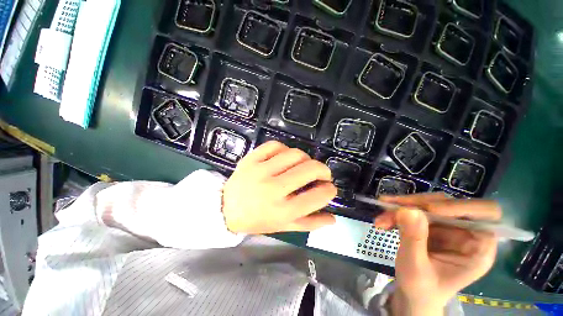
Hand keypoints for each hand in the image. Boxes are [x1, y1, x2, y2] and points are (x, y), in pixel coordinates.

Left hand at [222, 141, 336, 233]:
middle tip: (322, 174)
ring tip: (303, 165)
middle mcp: (274, 189)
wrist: (226, 208)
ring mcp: (261, 171)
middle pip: (310, 168)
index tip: (329, 187)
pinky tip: (284, 157)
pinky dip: (285, 149)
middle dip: (323, 170)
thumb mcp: (284, 226)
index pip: (318, 195)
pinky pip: (275, 145)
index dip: (330, 190)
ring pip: (295, 154)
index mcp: (283, 210)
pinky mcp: (251, 159)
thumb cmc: (257, 220)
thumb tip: (333, 218)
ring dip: (306, 158)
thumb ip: (310, 223)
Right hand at [374, 193, 500, 315]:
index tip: (430, 210)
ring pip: (426, 204)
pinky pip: (413, 210)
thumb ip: (414, 239)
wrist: (411, 294)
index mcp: (478, 248)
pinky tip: (383, 220)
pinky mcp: (430, 225)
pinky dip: (396, 212)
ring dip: (401, 208)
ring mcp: (447, 227)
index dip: (460, 207)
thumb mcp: (416, 268)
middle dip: (417, 205)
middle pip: (447, 204)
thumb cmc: (420, 289)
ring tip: (380, 219)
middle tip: (390, 207)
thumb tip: (408, 209)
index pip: (484, 214)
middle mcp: (466, 233)